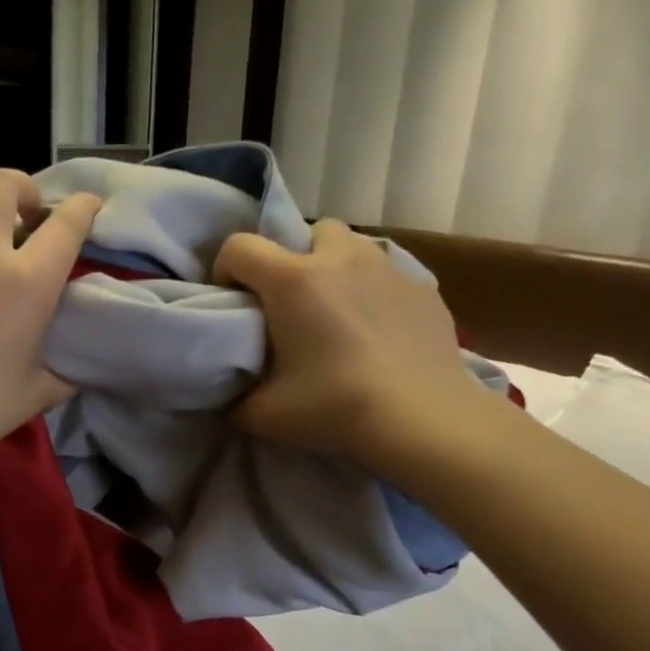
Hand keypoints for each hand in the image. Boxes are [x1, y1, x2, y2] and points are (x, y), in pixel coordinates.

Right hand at [215, 220, 495, 468]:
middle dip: (294, 259)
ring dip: (338, 269)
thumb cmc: (334, 408)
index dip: (226, 269)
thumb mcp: (264, 414)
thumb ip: (237, 398)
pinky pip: (389, 277)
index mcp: (293, 281)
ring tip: (337, 312)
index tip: (233, 301)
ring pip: (355, 247)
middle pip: (310, 232)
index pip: (240, 247)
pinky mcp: (423, 290)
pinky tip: (378, 333)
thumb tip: (232, 396)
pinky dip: (375, 295)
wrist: (420, 419)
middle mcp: (340, 259)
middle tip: (292, 305)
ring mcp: (388, 270)